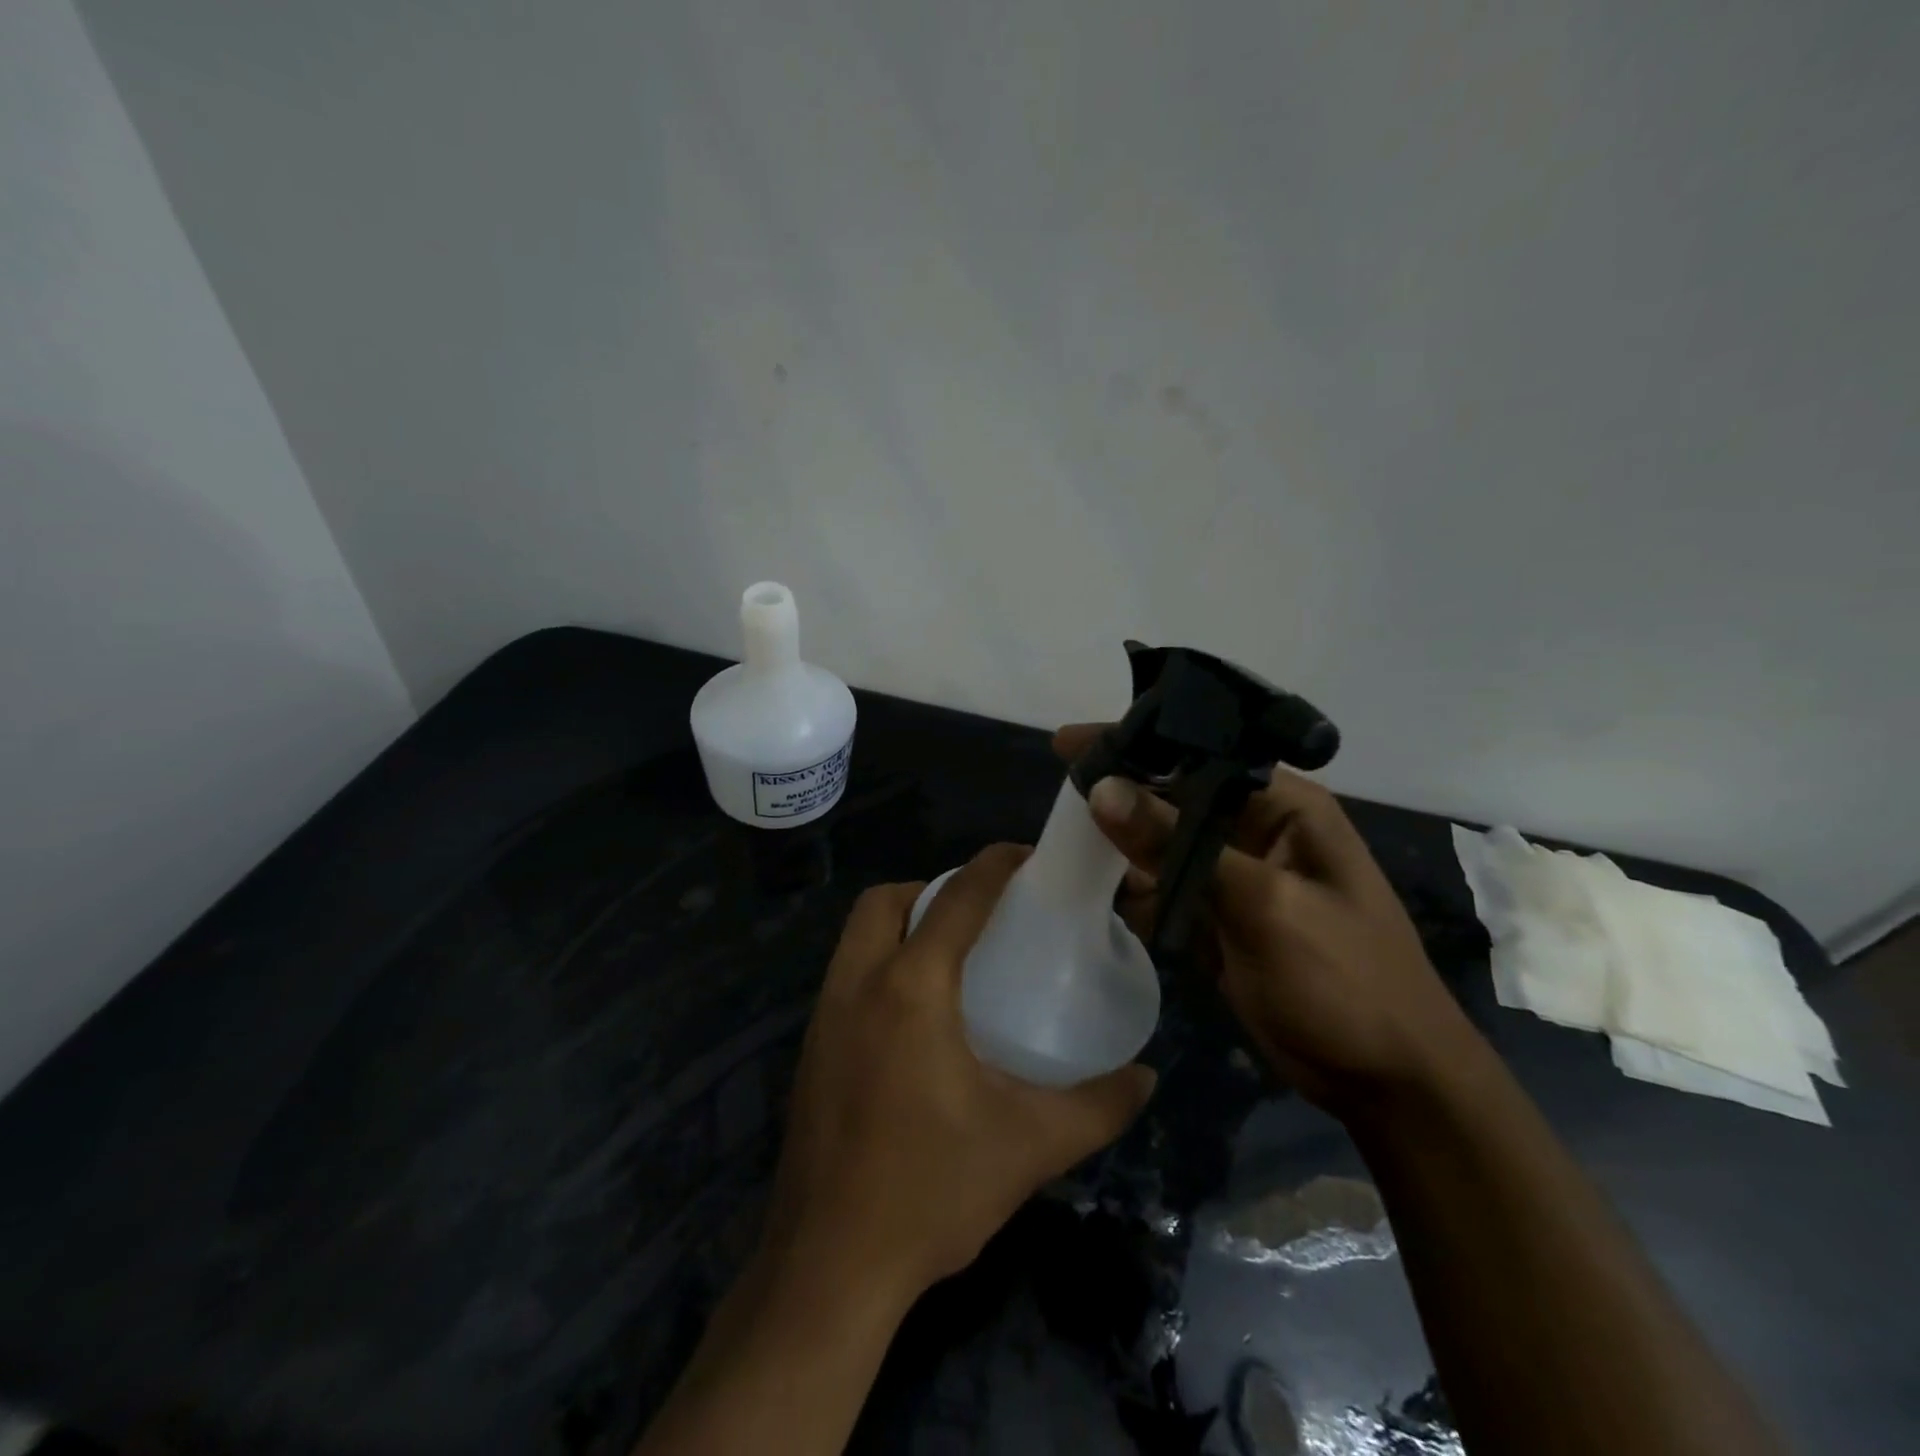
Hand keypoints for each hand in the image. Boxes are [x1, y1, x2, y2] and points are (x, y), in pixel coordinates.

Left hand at [762, 844, 1156, 1304]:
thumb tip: (1147, 1077)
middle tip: (979, 916)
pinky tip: (914, 1015)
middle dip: (931, 888)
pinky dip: (879, 963)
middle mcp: (857, 983)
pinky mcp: (810, 1048)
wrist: (829, 1267)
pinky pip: (845, 974)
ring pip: (858, 935)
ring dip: (900, 923)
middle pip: (885, 900)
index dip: (994, 865)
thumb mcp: (1029, 1146)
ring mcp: (823, 1015)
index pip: (957, 898)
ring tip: (951, 957)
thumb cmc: (931, 1191)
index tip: (1026, 855)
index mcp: (911, 987)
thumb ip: (1097, 1107)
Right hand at [1054, 725, 1481, 1113]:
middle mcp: (1258, 829)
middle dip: (1120, 796)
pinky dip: (1137, 893)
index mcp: (1285, 806)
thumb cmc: (1343, 980)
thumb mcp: (1261, 904)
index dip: (1135, 744)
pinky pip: (1166, 889)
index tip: (1068, 745)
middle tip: (1060, 796)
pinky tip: (1105, 897)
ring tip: (1070, 848)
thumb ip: (1178, 844)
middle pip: (1174, 796)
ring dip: (1122, 847)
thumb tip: (1102, 789)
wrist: (1387, 1083)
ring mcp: (1237, 876)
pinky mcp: (1221, 917)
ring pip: (1163, 843)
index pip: (1199, 753)